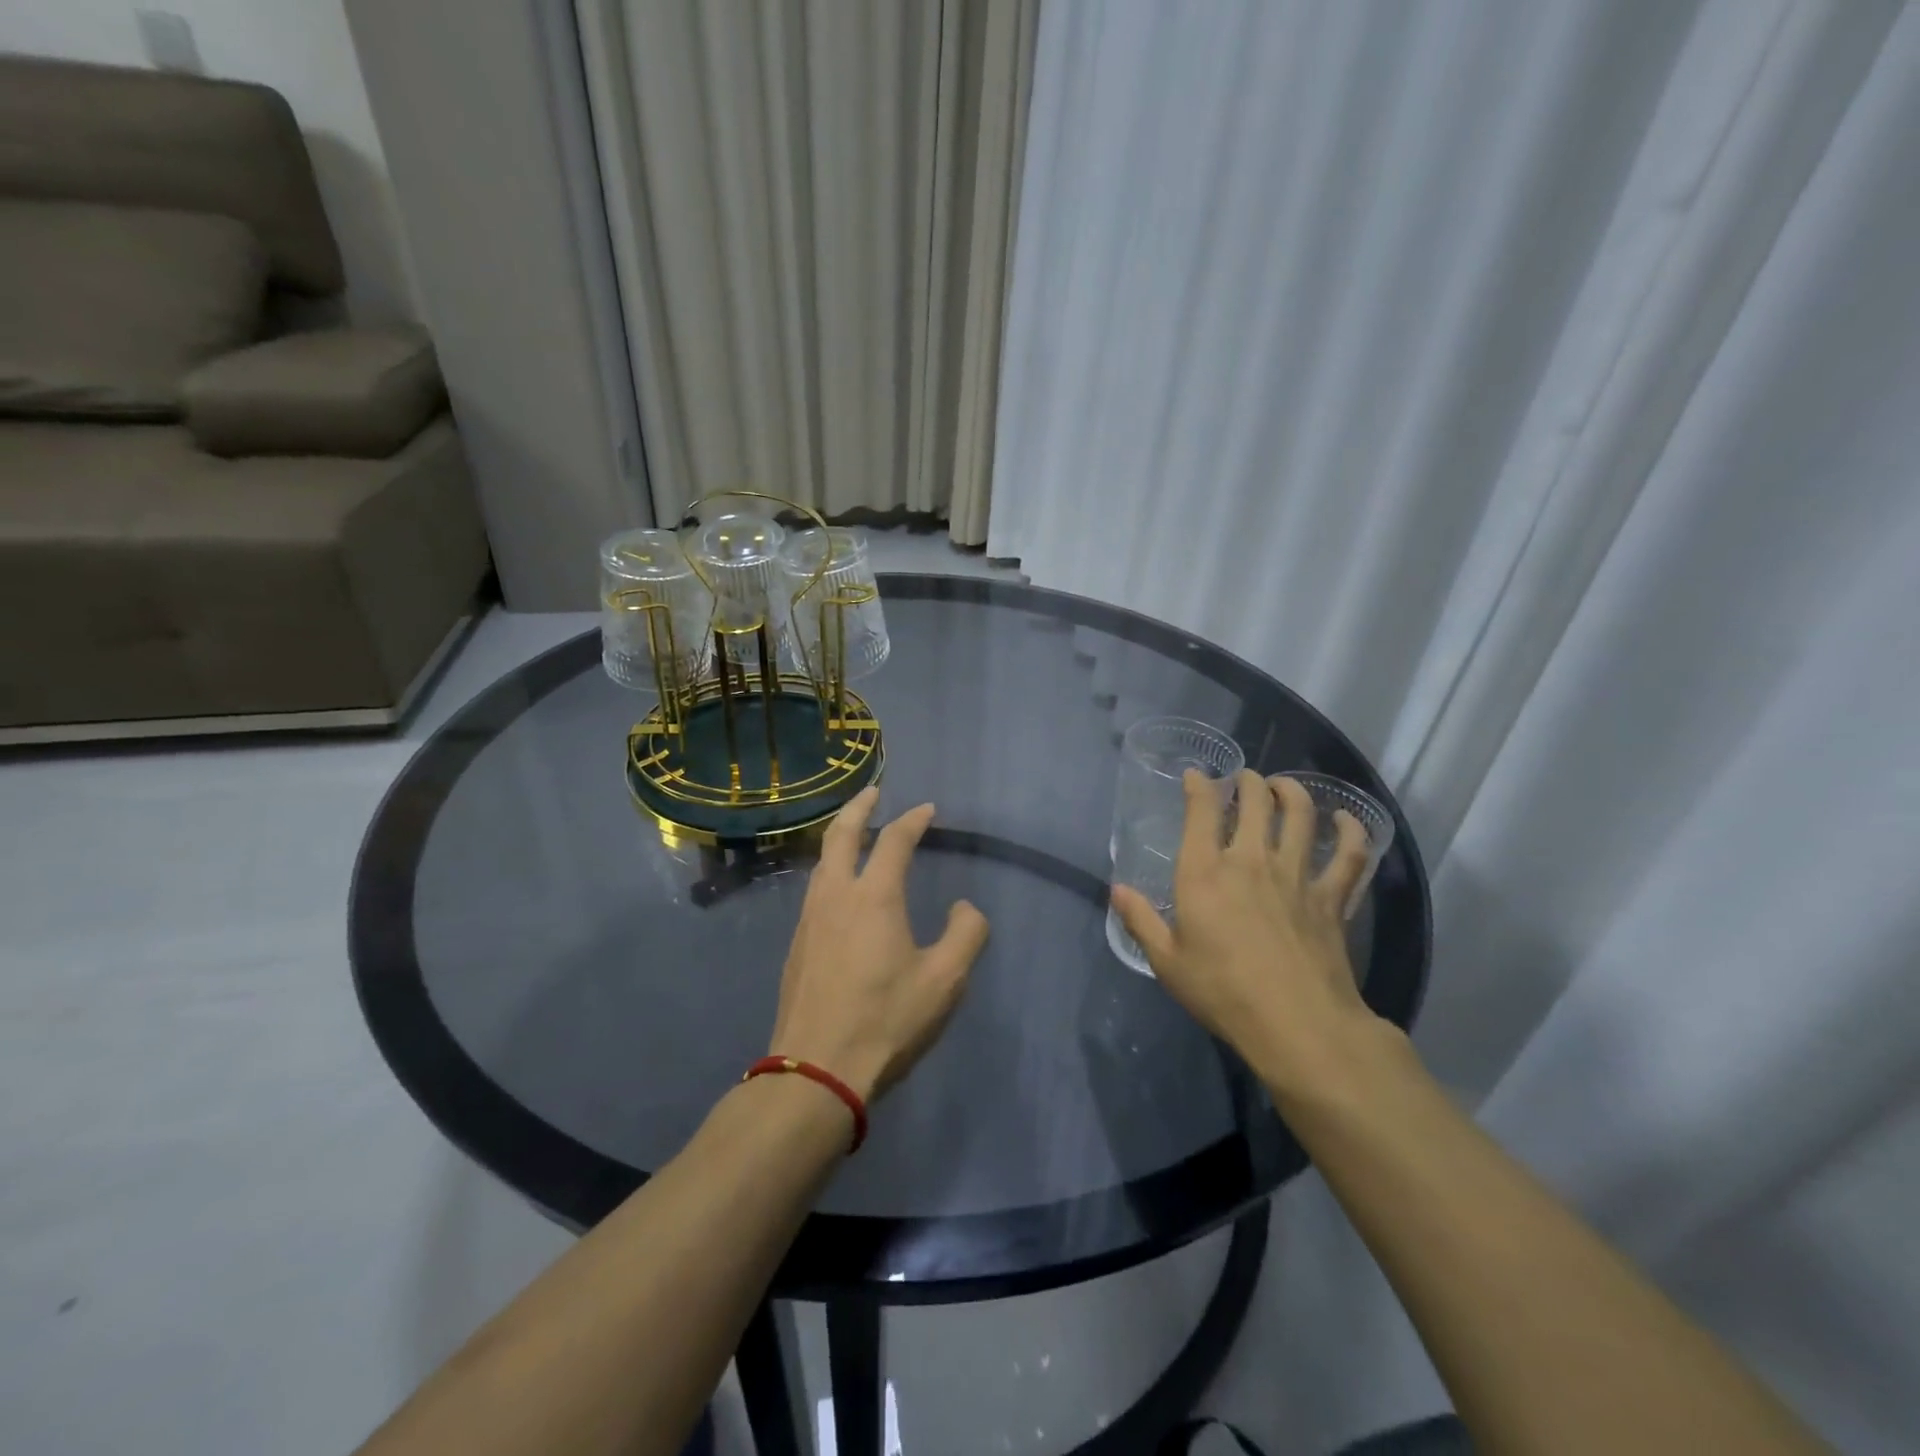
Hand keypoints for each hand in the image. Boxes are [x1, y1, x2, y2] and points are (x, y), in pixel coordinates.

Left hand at [769, 788, 989, 1102]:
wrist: (816, 1070)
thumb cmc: (887, 1021)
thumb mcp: (945, 980)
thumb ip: (966, 934)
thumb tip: (963, 907)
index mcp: (874, 896)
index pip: (895, 841)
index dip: (914, 820)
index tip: (927, 809)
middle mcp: (836, 896)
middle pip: (842, 835)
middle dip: (859, 807)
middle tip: (873, 792)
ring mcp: (809, 920)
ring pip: (822, 862)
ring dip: (840, 837)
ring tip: (855, 833)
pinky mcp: (796, 945)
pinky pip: (815, 889)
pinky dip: (830, 869)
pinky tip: (839, 888)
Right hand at [1111, 770, 1386, 1098]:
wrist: (1296, 1024)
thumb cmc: (1222, 992)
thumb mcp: (1167, 961)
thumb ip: (1141, 920)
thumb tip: (1118, 890)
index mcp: (1205, 872)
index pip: (1202, 811)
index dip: (1199, 785)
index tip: (1196, 775)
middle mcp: (1250, 861)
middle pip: (1255, 802)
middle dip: (1248, 782)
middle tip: (1244, 779)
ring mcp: (1295, 876)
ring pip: (1300, 816)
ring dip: (1292, 792)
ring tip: (1284, 786)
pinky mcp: (1331, 898)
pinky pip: (1348, 855)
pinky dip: (1351, 831)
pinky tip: (1347, 819)